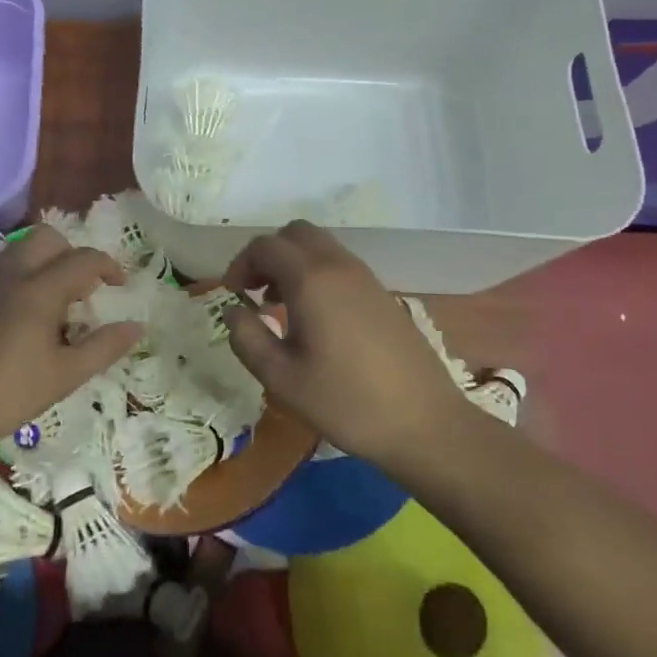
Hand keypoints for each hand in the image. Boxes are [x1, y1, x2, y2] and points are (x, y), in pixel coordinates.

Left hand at [0, 225, 142, 461]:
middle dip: (72, 253)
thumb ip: (104, 347)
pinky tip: (24, 316)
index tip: (121, 286)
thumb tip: (137, 326)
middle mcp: (11, 276)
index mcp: (39, 291)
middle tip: (83, 290)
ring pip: (20, 249)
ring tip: (55, 301)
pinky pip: (1, 268)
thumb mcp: (65, 376)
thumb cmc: (9, 394)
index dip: (109, 266)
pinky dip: (22, 274)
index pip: (83, 259)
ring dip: (45, 261)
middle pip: (48, 238)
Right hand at [223, 220, 467, 471]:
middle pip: (295, 233)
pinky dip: (317, 273)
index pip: (265, 246)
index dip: (240, 264)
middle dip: (268, 254)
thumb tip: (232, 310)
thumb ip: (247, 339)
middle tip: (254, 291)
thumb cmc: (346, 402)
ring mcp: (365, 277)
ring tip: (280, 306)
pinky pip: (340, 264)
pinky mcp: (382, 293)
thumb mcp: (281, 379)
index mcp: (311, 280)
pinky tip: (315, 317)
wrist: (424, 423)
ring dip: (293, 263)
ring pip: (320, 246)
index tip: (232, 296)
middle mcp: (339, 266)